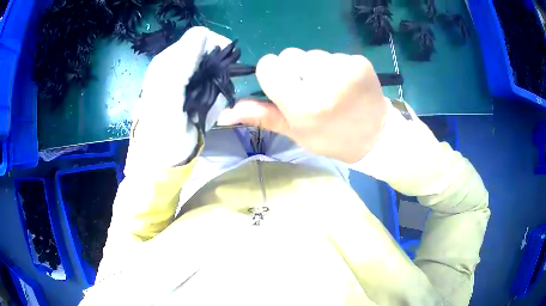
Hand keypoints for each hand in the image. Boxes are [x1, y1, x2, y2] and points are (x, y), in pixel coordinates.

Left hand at [126, 27, 230, 172]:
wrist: (161, 160)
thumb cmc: (162, 129)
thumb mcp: (168, 92)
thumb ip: (182, 61)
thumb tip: (203, 33)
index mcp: (168, 60)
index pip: (199, 37)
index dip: (215, 46)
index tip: (221, 66)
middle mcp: (176, 66)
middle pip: (208, 51)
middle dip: (217, 66)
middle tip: (213, 88)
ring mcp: (185, 80)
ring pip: (213, 68)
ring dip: (217, 82)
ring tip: (207, 100)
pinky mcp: (193, 95)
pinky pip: (213, 85)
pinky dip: (216, 94)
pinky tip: (208, 106)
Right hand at [217, 48, 387, 163]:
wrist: (374, 137)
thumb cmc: (330, 138)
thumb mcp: (295, 132)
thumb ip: (262, 116)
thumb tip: (225, 112)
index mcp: (303, 105)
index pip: (269, 65)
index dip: (274, 76)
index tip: (287, 89)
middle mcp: (323, 83)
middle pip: (288, 55)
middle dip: (295, 72)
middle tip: (312, 92)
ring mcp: (344, 68)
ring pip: (310, 53)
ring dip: (315, 69)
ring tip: (331, 89)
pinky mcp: (359, 61)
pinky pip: (332, 54)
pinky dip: (334, 67)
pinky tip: (345, 84)